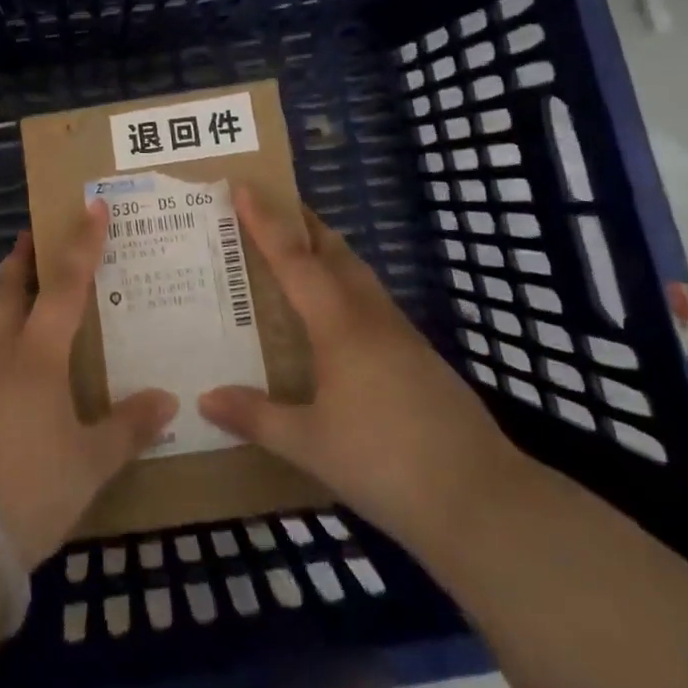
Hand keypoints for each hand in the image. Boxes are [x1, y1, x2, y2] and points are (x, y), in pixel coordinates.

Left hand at [0, 202, 177, 567]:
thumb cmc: (28, 487)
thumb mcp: (89, 463)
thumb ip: (127, 428)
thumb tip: (167, 401)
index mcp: (36, 354)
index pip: (65, 284)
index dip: (82, 243)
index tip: (91, 206)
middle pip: (7, 288)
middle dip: (21, 258)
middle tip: (32, 236)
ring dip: (6, 297)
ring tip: (26, 296)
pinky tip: (11, 366)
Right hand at [198, 191, 517, 548]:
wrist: (482, 500)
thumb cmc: (385, 462)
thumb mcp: (311, 445)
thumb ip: (257, 417)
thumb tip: (205, 398)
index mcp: (339, 324)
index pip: (293, 259)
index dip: (265, 223)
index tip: (243, 187)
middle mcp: (370, 316)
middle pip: (334, 252)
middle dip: (303, 224)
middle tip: (273, 207)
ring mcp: (402, 335)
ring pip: (359, 275)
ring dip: (329, 253)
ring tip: (301, 254)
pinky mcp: (421, 358)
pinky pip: (373, 302)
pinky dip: (347, 287)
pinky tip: (340, 318)